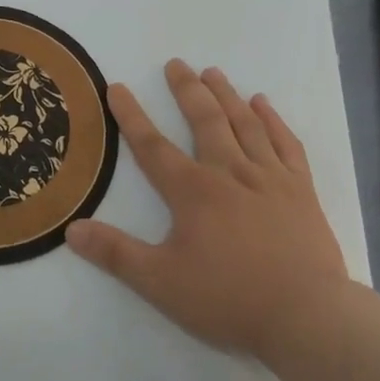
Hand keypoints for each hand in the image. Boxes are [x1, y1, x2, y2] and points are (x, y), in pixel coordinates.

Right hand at [65, 59, 351, 359]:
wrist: (308, 316)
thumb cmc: (230, 299)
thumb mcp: (161, 282)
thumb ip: (116, 254)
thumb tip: (71, 229)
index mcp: (193, 191)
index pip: (153, 146)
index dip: (131, 116)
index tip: (116, 87)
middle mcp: (229, 172)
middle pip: (204, 121)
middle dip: (187, 90)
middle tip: (176, 63)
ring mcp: (269, 177)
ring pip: (245, 124)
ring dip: (227, 95)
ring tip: (213, 72)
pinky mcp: (301, 190)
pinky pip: (286, 144)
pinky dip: (273, 121)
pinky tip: (263, 104)